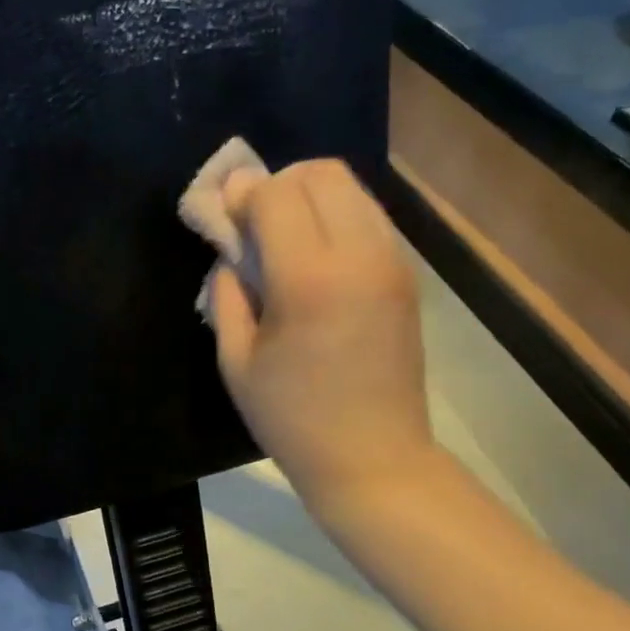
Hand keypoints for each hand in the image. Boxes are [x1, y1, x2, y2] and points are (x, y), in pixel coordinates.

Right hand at [209, 160, 433, 523]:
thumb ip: (227, 295)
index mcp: (309, 280)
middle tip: (254, 225)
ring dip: (309, 197)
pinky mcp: (406, 275)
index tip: (223, 217)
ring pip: (350, 188)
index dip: (241, 196)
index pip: (275, 194)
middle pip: (319, 173)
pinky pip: (368, 217)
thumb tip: (231, 253)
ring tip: (284, 240)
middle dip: (277, 185)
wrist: (373, 457)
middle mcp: (359, 255)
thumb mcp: (237, 363)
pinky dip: (336, 218)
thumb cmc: (293, 420)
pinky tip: (316, 259)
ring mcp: (391, 261)